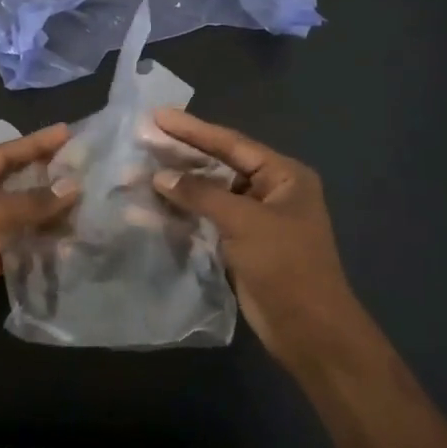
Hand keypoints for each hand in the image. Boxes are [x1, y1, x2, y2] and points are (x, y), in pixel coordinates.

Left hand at [0, 124, 77, 364]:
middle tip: (80, 165)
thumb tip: (71, 187)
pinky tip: (67, 234)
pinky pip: (19, 241)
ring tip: (82, 199)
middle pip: (11, 182)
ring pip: (18, 213)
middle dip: (44, 174)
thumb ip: (30, 202)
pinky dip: (41, 237)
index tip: (67, 132)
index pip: (1, 155)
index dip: (35, 144)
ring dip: (47, 208)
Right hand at [149, 109, 363, 371]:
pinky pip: (206, 219)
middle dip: (180, 157)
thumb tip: (160, 176)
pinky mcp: (240, 244)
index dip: (193, 130)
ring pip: (208, 194)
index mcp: (283, 175)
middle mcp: (269, 190)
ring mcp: (254, 219)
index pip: (231, 143)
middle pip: (218, 165)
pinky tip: (150, 210)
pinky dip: (181, 214)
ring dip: (176, 187)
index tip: (158, 116)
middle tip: (142, 140)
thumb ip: (201, 195)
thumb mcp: (244, 222)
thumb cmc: (285, 265)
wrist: (309, 330)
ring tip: (138, 173)